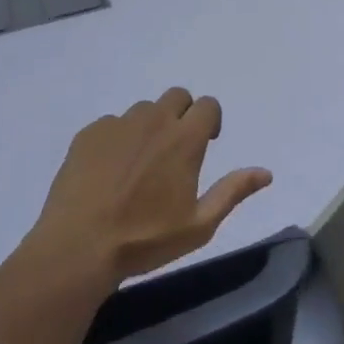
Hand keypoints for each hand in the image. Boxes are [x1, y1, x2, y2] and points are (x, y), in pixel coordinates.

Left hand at [33, 88, 274, 282]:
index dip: (210, 121)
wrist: (78, 247)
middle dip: (182, 114)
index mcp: (184, 139)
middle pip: (177, 96)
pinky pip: (112, 124)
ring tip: (139, 164)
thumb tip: (265, 172)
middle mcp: (154, 121)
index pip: (207, 105)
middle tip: (174, 150)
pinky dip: (118, 139)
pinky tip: (109, 172)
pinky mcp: (89, 133)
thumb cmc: (145, 240)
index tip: (204, 144)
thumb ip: (232, 192)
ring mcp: (118, 124)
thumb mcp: (199, 225)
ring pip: (144, 110)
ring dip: (150, 126)